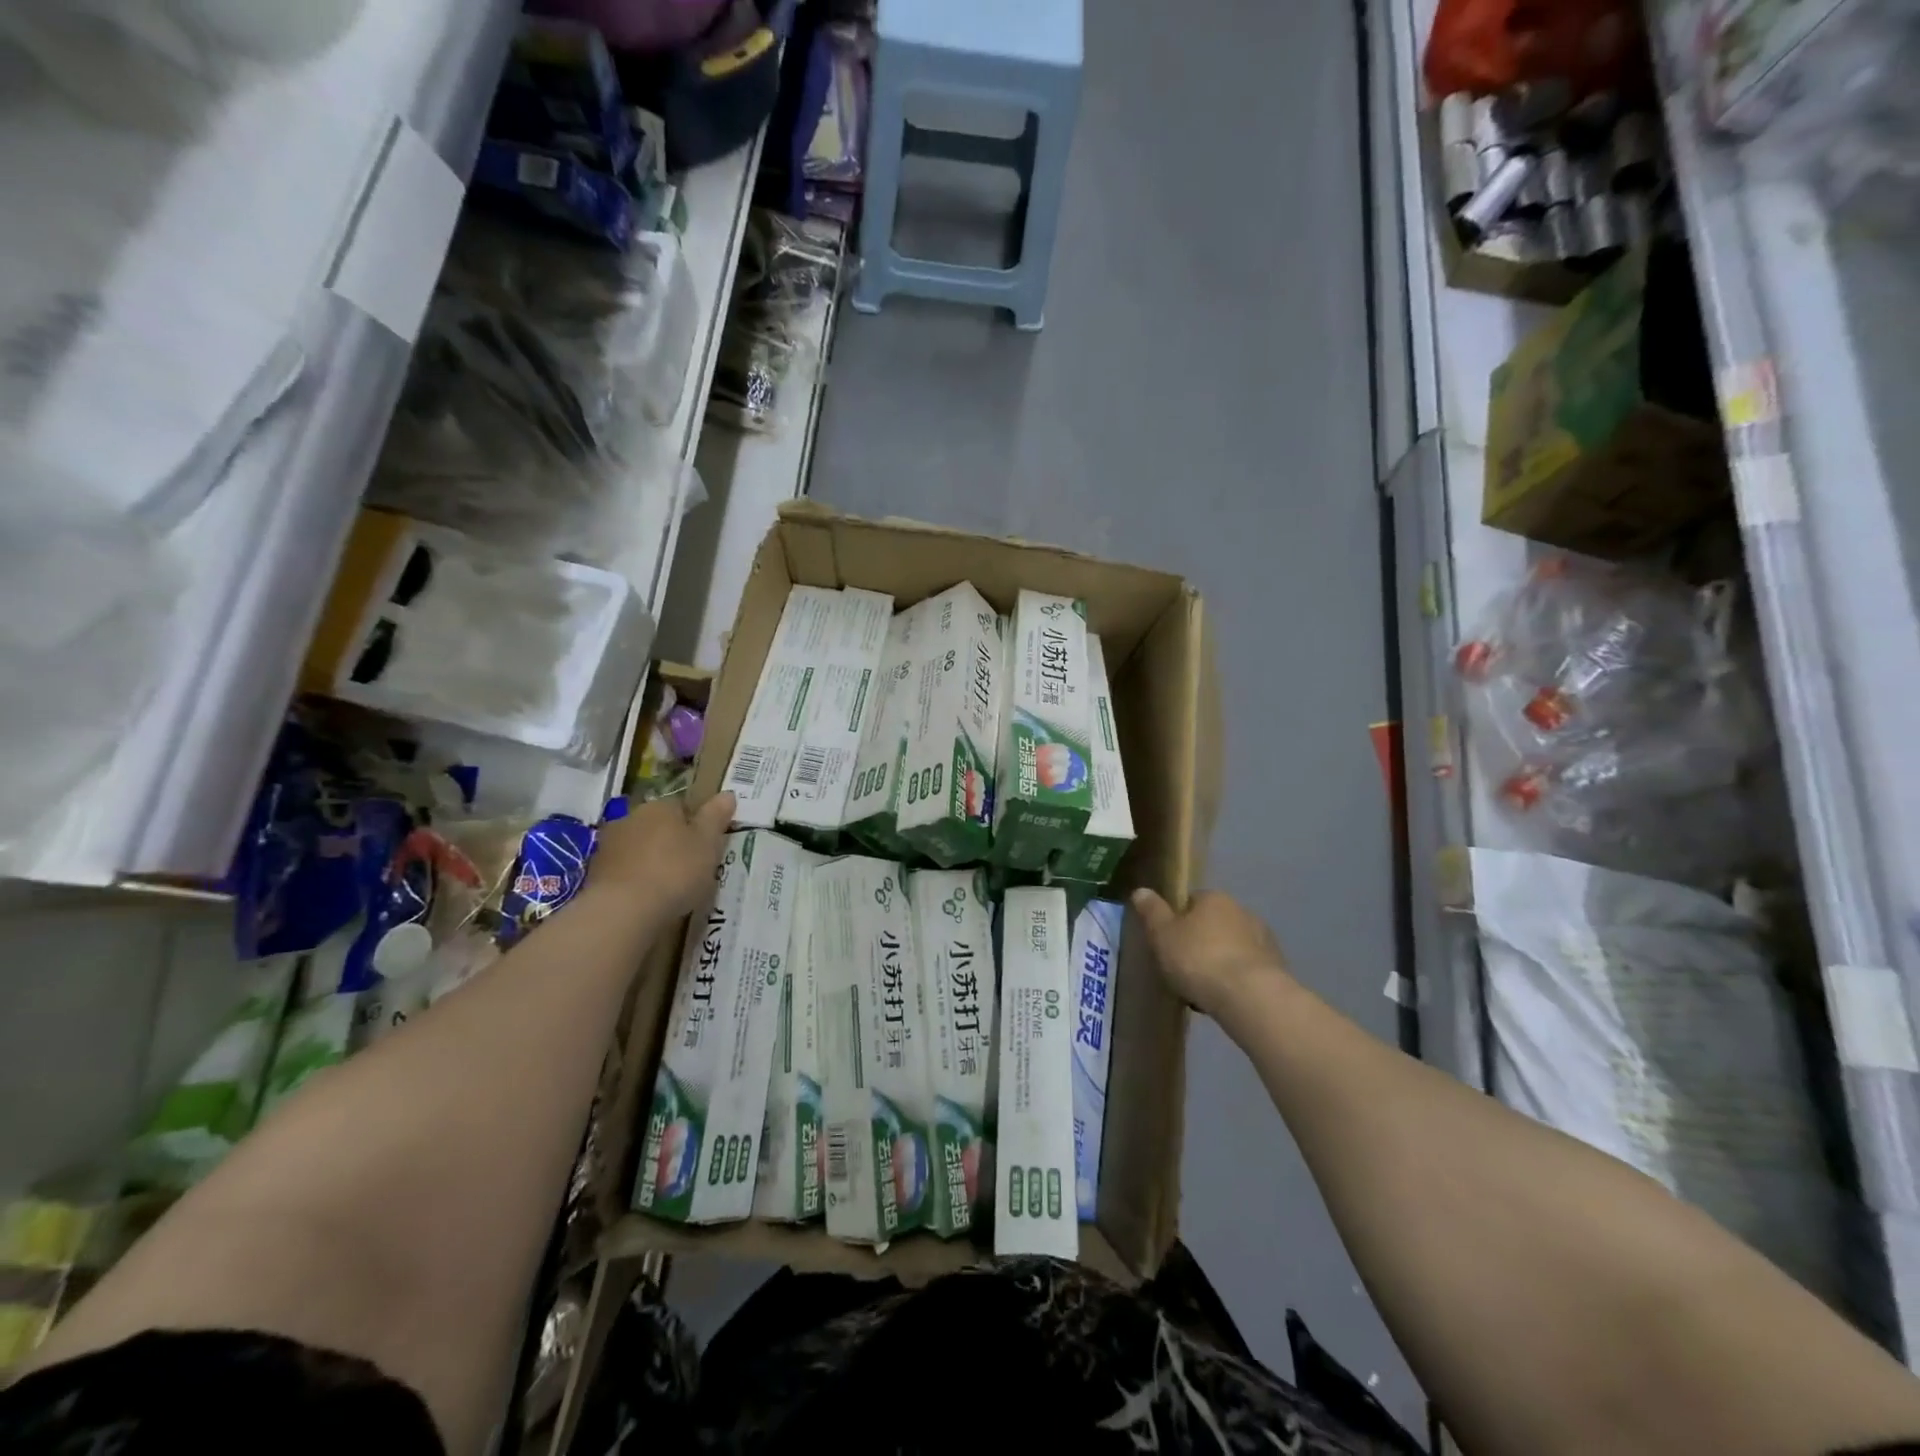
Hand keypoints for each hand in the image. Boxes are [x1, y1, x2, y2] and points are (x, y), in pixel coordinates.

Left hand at [587, 793, 735, 921]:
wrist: (623, 910)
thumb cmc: (675, 871)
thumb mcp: (708, 843)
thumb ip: (716, 817)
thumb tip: (728, 793)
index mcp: (661, 806)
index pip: (682, 807)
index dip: (696, 825)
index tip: (706, 846)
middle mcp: (631, 817)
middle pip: (657, 825)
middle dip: (670, 841)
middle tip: (689, 866)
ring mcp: (609, 845)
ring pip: (638, 847)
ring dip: (649, 859)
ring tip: (667, 886)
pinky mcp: (594, 872)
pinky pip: (623, 870)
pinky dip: (634, 879)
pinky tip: (645, 898)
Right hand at [1130, 888, 1292, 1023]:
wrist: (1250, 997)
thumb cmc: (1199, 959)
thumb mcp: (1163, 935)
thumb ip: (1152, 912)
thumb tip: (1141, 890)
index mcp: (1214, 898)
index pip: (1191, 901)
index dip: (1177, 921)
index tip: (1168, 943)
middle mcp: (1242, 911)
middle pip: (1213, 924)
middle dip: (1200, 942)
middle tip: (1183, 968)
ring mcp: (1264, 940)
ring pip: (1232, 948)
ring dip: (1220, 962)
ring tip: (1203, 990)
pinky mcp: (1277, 968)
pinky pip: (1247, 970)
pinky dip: (1236, 980)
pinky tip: (1224, 999)